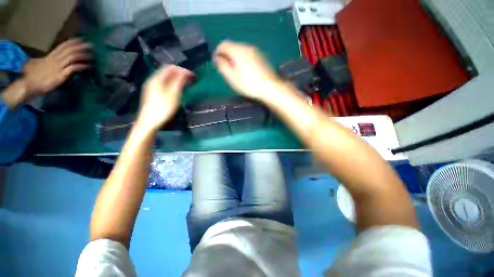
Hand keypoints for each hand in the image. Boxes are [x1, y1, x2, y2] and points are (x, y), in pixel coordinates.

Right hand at [23, 38, 91, 94]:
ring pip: (71, 57)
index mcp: (50, 56)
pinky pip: (71, 68)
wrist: (30, 84)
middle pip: (69, 50)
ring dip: (82, 55)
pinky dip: (80, 66)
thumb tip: (56, 56)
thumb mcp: (42, 64)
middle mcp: (55, 60)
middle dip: (80, 47)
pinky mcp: (60, 76)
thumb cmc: (36, 75)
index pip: (62, 46)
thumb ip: (49, 59)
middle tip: (90, 45)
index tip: (81, 39)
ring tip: (91, 55)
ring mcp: (58, 67)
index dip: (72, 42)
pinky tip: (87, 65)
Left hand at [137, 65, 193, 130]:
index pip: (170, 67)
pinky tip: (178, 90)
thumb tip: (185, 72)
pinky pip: (165, 84)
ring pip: (166, 79)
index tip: (192, 75)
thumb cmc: (163, 108)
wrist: (150, 121)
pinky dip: (173, 85)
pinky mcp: (154, 94)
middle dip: (180, 74)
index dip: (182, 69)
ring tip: (186, 84)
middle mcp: (153, 80)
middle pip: (167, 72)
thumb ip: (179, 81)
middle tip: (191, 80)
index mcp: (157, 79)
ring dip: (177, 79)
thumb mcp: (173, 94)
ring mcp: (152, 87)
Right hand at [214, 41, 279, 99]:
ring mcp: (255, 51)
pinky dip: (243, 59)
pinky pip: (248, 54)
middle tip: (226, 68)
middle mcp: (247, 47)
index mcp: (238, 51)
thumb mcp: (232, 78)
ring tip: (235, 70)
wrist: (270, 87)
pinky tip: (245, 70)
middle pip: (232, 46)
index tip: (216, 63)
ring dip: (235, 57)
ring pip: (240, 50)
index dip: (217, 52)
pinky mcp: (261, 56)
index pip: (223, 44)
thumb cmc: (249, 84)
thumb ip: (222, 66)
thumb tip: (217, 58)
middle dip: (226, 55)